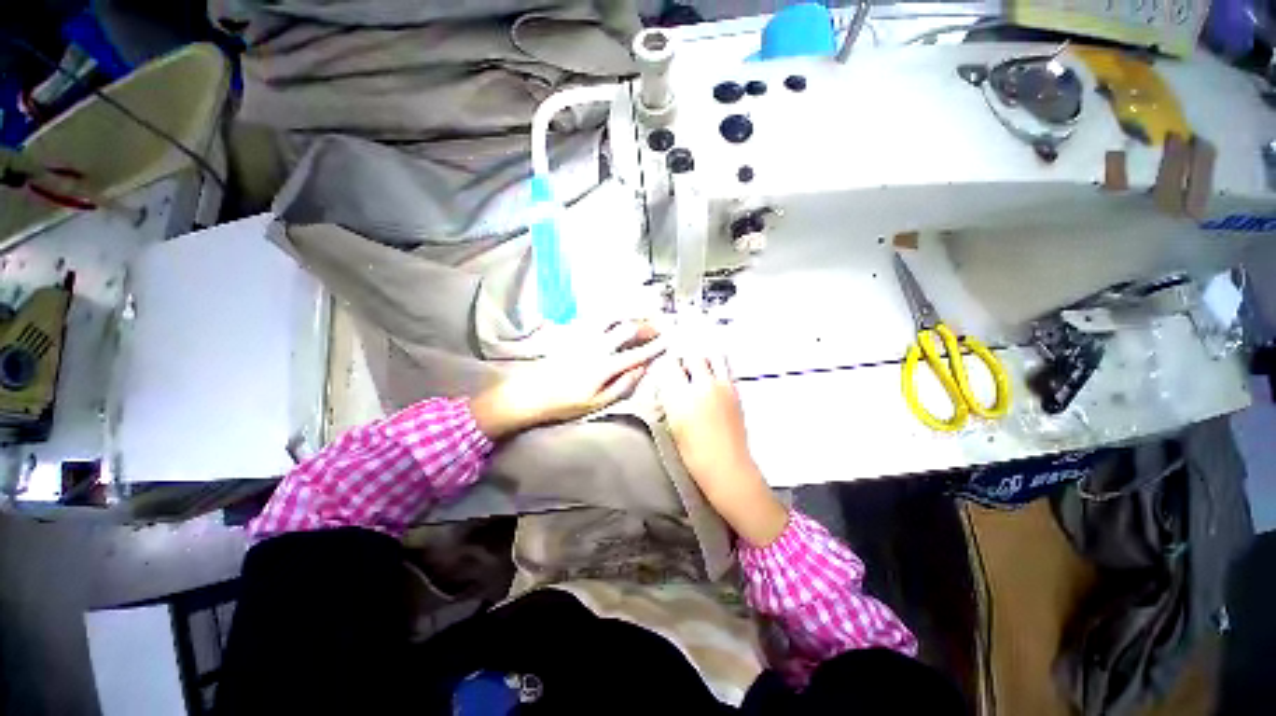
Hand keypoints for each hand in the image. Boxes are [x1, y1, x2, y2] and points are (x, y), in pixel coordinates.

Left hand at [472, 321, 664, 439]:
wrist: (530, 394)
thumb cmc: (564, 403)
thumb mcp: (597, 403)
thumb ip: (622, 385)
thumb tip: (642, 369)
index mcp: (604, 365)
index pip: (636, 352)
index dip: (655, 346)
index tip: (668, 341)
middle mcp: (596, 345)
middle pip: (626, 328)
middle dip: (646, 325)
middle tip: (658, 326)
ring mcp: (583, 336)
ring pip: (611, 317)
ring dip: (629, 314)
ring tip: (641, 316)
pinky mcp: (572, 333)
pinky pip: (596, 317)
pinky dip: (611, 313)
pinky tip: (617, 315)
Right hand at [656, 345, 787, 546]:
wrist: (727, 467)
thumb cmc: (693, 454)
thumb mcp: (672, 425)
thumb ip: (669, 399)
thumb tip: (668, 383)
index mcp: (682, 397)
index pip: (670, 365)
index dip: (666, 366)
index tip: (664, 371)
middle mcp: (703, 386)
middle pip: (692, 355)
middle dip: (684, 359)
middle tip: (681, 369)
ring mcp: (723, 386)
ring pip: (712, 356)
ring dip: (703, 358)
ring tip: (698, 369)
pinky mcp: (736, 391)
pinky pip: (725, 367)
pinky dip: (716, 367)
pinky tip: (711, 379)